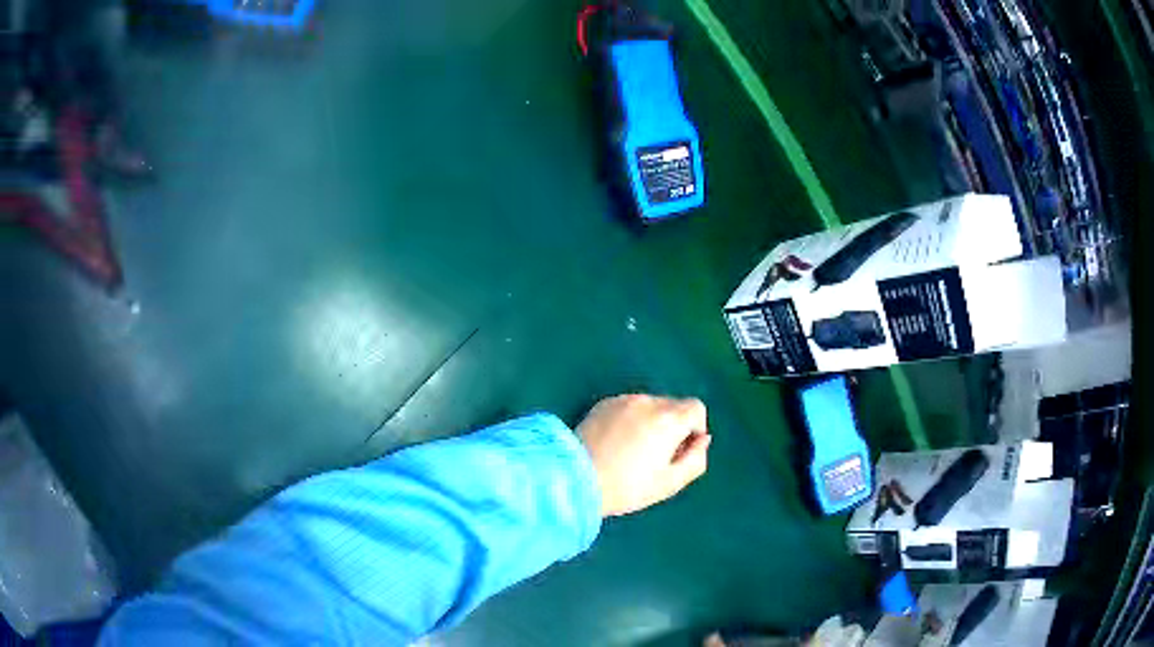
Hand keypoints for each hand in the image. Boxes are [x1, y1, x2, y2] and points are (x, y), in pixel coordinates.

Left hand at [576, 394, 710, 516]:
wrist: (575, 480)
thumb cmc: (627, 487)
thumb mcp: (670, 483)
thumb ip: (696, 459)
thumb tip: (703, 440)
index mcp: (668, 419)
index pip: (696, 408)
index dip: (695, 429)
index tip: (680, 451)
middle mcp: (647, 401)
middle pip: (673, 406)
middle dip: (673, 426)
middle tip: (656, 456)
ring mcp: (622, 400)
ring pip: (650, 406)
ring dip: (651, 422)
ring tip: (633, 451)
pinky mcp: (602, 404)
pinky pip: (628, 407)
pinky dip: (630, 420)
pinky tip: (615, 444)